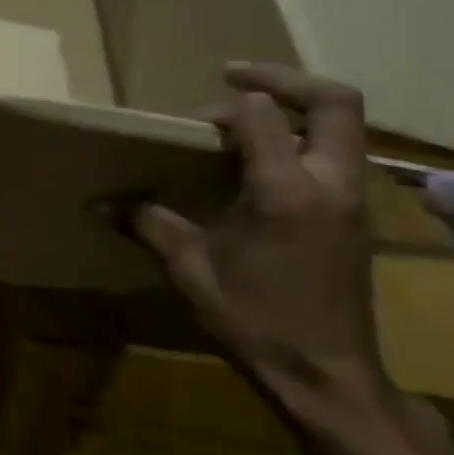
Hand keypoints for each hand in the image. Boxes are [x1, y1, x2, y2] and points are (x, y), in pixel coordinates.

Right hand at [131, 62, 386, 406]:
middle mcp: (330, 183)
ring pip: (343, 127)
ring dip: (296, 108)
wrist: (329, 378)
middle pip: (334, 101)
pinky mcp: (355, 218)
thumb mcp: (190, 269)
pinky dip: (303, 139)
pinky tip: (262, 164)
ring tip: (245, 117)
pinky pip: (336, 155)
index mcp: (286, 190)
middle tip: (234, 76)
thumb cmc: (257, 320)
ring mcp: (352, 200)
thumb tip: (98, 204)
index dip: (226, 105)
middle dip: (283, 79)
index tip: (191, 122)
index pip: (262, 114)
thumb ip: (147, 224)